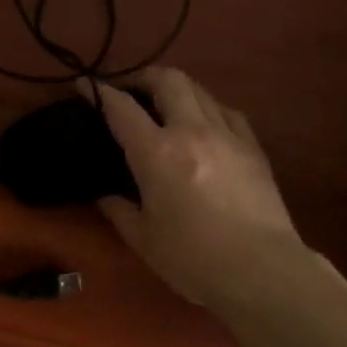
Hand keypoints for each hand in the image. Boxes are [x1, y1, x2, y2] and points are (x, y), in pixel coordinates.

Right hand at [87, 67, 308, 310]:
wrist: (262, 270)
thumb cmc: (193, 259)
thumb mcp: (144, 240)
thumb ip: (120, 211)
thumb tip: (106, 196)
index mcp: (157, 153)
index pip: (121, 108)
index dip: (98, 91)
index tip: (84, 85)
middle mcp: (192, 131)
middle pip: (168, 80)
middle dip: (143, 77)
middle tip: (130, 90)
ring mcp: (228, 135)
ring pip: (200, 90)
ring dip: (177, 89)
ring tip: (165, 105)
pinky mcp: (253, 147)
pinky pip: (227, 111)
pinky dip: (208, 108)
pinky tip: (205, 123)